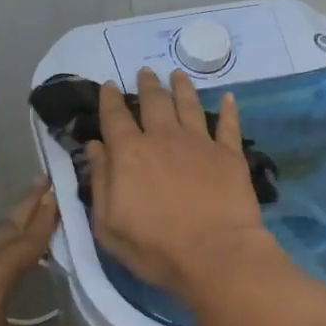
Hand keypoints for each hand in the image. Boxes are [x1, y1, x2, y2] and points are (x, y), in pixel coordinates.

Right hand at [86, 69, 276, 297]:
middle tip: (146, 72)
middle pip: (154, 102)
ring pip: (189, 104)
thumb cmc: (155, 248)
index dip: (110, 99)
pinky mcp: (229, 153)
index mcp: (130, 154)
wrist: (215, 254)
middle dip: (148, 84)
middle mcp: (164, 138)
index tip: (108, 85)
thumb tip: (95, 147)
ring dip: (181, 87)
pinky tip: (229, 97)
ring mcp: (200, 142)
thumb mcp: (109, 225)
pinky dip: (229, 109)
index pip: (115, 117)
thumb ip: (100, 182)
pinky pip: (229, 124)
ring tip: (177, 75)